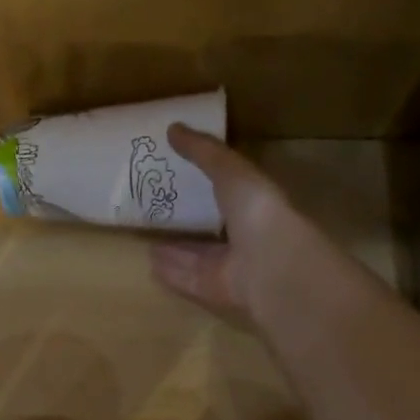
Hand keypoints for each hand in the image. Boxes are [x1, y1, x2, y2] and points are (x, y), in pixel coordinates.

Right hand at [148, 123, 331, 325]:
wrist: (271, 265)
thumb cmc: (257, 211)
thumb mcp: (231, 170)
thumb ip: (204, 152)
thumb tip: (172, 128)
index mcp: (257, 206)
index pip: (232, 193)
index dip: (211, 185)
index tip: (183, 176)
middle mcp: (247, 238)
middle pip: (213, 231)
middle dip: (191, 224)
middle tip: (161, 214)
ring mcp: (232, 268)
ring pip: (198, 258)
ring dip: (176, 251)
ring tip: (148, 242)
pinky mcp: (216, 291)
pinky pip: (189, 279)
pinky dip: (171, 273)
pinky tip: (149, 266)